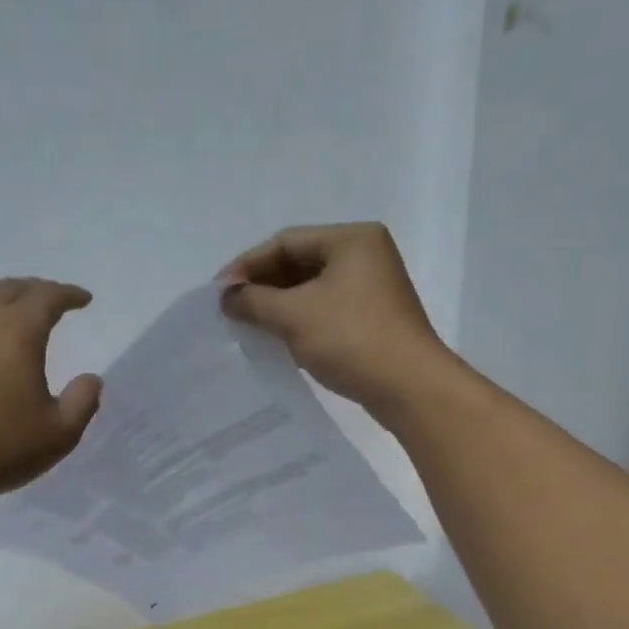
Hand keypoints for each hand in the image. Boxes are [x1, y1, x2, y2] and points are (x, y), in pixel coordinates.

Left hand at [0, 278, 101, 506]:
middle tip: (48, 301)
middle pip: (6, 291)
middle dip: (33, 291)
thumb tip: (90, 379)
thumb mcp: (59, 435)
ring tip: (7, 332)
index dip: (68, 294)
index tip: (83, 299)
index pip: (47, 298)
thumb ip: (82, 403)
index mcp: (16, 334)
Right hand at [217, 222, 456, 419]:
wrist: (409, 388)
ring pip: (312, 290)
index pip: (286, 242)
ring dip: (278, 306)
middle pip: (299, 263)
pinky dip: (299, 322)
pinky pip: (325, 311)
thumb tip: (227, 297)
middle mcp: (365, 256)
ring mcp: (372, 289)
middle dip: (263, 286)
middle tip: (231, 310)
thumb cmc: (352, 340)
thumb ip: (254, 302)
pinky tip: (278, 340)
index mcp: (352, 239)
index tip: (219, 293)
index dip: (248, 265)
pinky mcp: (372, 320)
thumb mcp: (294, 316)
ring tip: (248, 326)